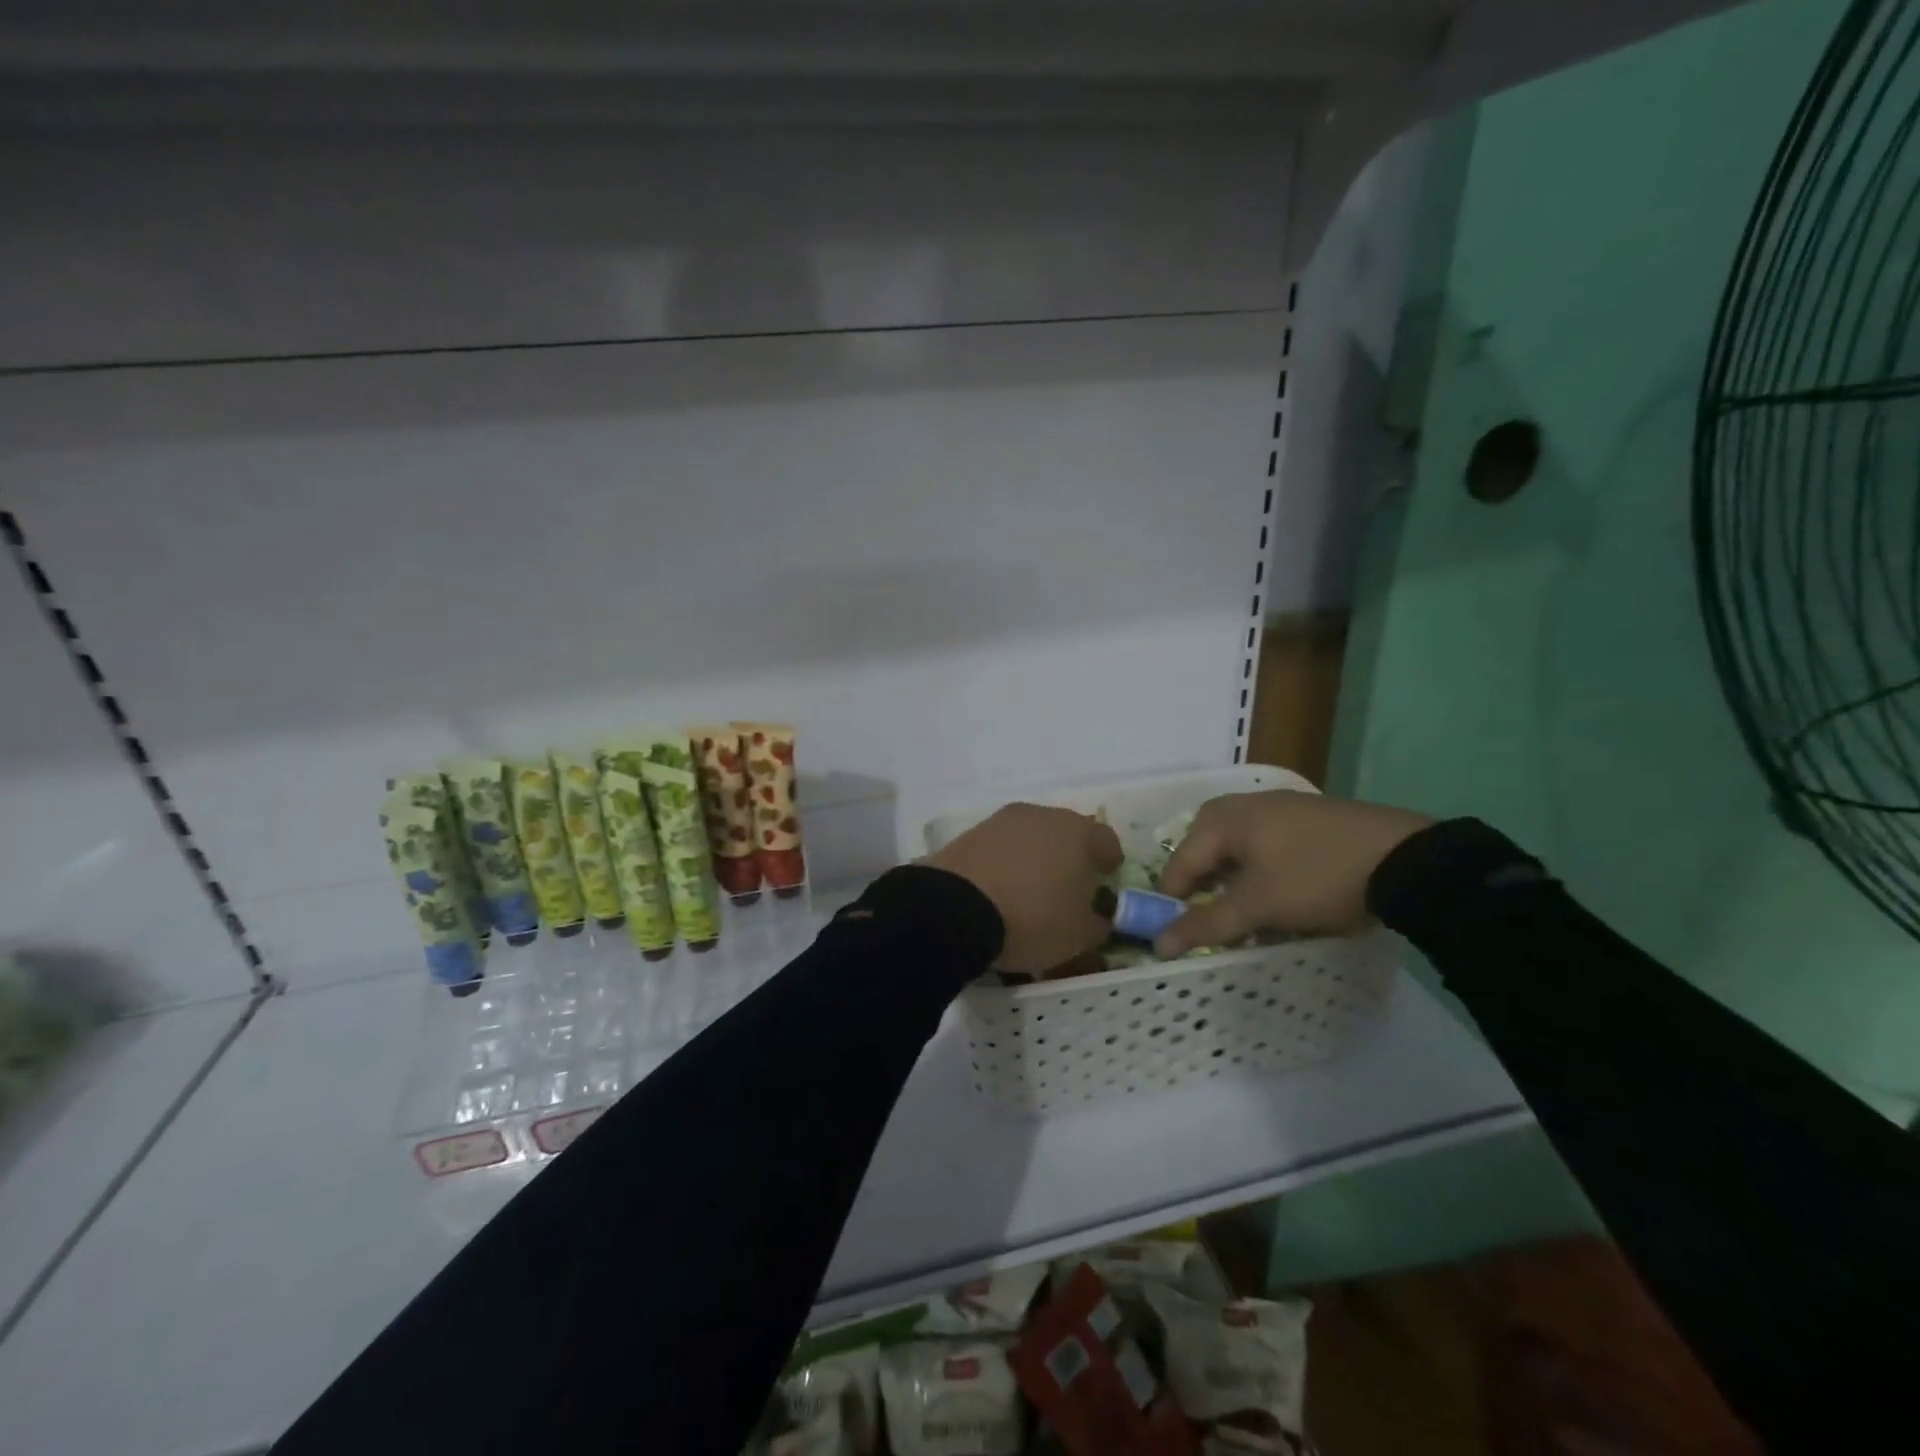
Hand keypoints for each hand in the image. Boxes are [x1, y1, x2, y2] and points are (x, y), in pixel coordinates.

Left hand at [927, 803, 1122, 971]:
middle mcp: (1041, 815)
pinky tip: (999, 891)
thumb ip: (1097, 924)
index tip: (1105, 883)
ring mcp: (1001, 821)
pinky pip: (999, 848)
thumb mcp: (1079, 935)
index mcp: (1078, 832)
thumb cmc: (1033, 918)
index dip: (1110, 864)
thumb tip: (1098, 918)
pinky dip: (1004, 864)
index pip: (1107, 841)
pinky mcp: (970, 834)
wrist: (955, 909)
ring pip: (1030, 838)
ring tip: (1029, 892)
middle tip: (1068, 888)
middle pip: (1065, 834)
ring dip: (1035, 859)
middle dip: (1070, 858)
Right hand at [1155, 790, 1431, 953]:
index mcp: (1220, 818)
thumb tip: (1158, 946)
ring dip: (1236, 889)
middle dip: (1207, 896)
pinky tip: (1282, 898)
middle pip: (1206, 857)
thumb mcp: (1258, 906)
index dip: (1173, 906)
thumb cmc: (1316, 877)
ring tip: (1250, 921)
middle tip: (1216, 930)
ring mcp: (1278, 808)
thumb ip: (1206, 925)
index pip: (1179, 867)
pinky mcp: (1308, 820)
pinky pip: (1267, 849)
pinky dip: (1263, 876)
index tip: (1177, 939)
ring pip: (1238, 855)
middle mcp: (1241, 805)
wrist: (1405, 858)